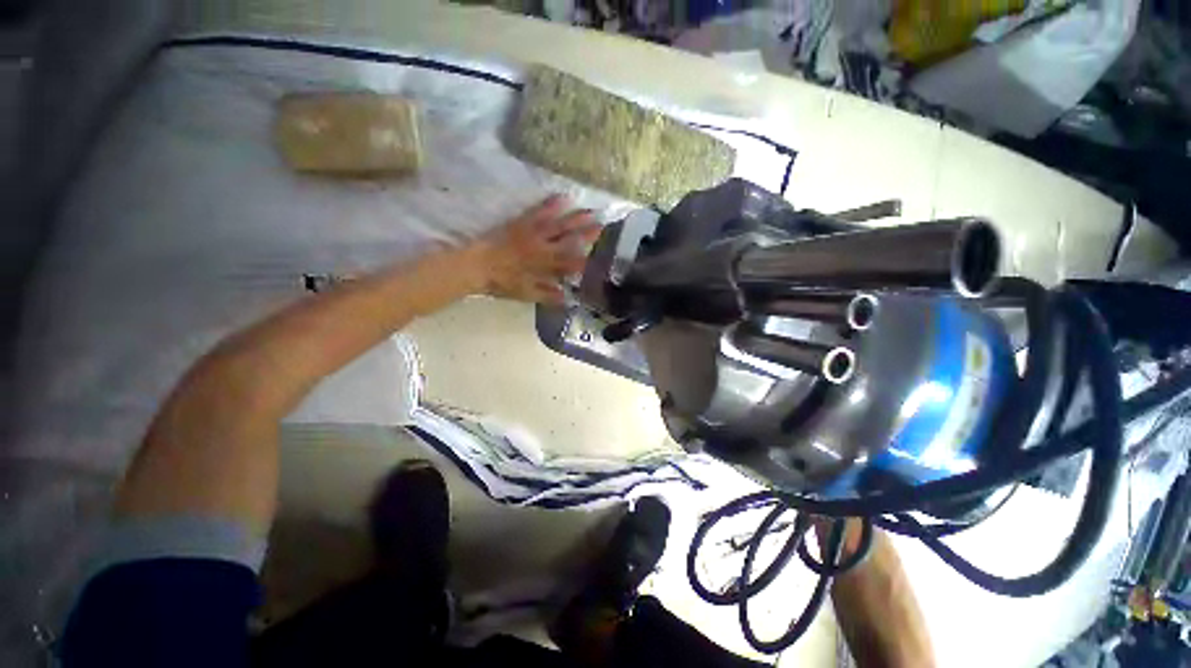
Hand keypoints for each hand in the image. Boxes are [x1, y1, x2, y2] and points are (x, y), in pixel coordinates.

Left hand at [472, 195, 601, 303]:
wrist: (475, 265)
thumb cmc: (500, 282)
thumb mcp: (524, 293)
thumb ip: (546, 295)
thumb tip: (567, 298)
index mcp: (543, 266)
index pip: (569, 264)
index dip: (585, 261)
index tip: (600, 258)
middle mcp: (542, 248)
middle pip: (568, 240)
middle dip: (587, 234)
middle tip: (603, 226)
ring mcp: (532, 233)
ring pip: (558, 224)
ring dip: (575, 218)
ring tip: (591, 211)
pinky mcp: (521, 223)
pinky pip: (539, 211)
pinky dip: (551, 204)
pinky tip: (562, 197)